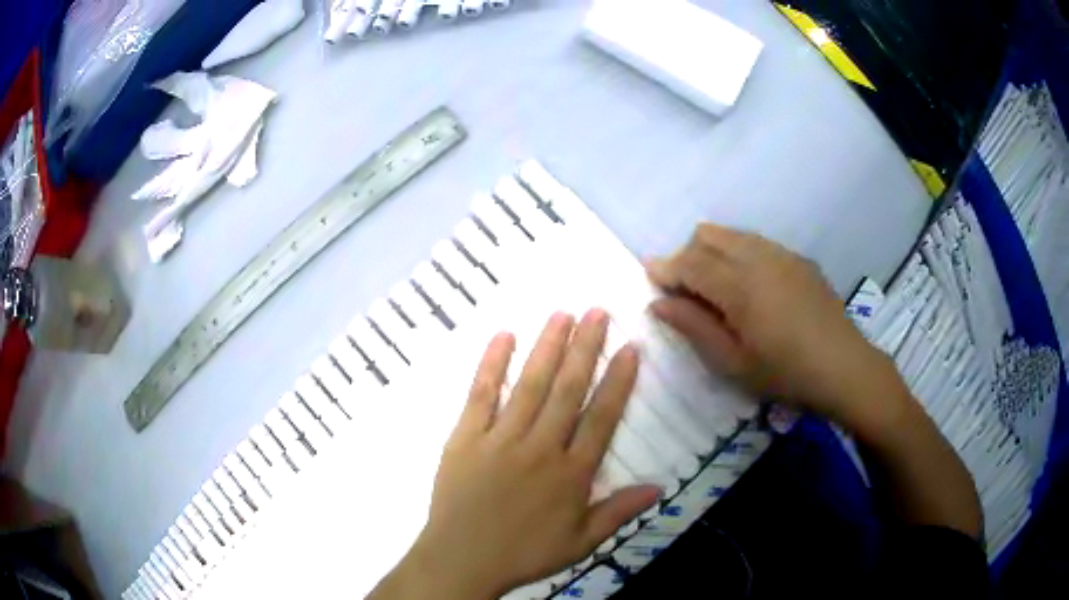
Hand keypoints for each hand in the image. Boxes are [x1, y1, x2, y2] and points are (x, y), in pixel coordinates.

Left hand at [371, 311, 659, 599]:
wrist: (462, 559)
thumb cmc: (524, 554)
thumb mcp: (580, 542)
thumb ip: (619, 512)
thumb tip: (660, 487)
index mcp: (571, 474)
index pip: (602, 418)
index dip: (618, 381)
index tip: (630, 348)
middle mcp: (540, 448)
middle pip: (568, 390)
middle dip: (585, 348)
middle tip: (597, 311)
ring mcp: (500, 439)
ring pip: (530, 385)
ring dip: (547, 347)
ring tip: (562, 313)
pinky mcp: (465, 437)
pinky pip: (480, 395)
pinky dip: (492, 365)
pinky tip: (503, 336)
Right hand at [647, 223, 907, 431]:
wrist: (844, 367)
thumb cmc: (784, 373)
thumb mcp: (733, 362)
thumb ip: (694, 327)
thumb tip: (658, 303)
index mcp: (739, 285)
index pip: (690, 263)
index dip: (665, 269)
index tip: (650, 278)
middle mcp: (758, 256)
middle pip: (707, 236)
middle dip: (687, 256)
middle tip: (685, 292)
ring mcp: (781, 253)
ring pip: (732, 234)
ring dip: (712, 252)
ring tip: (716, 289)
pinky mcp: (797, 258)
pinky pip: (756, 242)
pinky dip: (738, 254)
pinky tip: (750, 288)